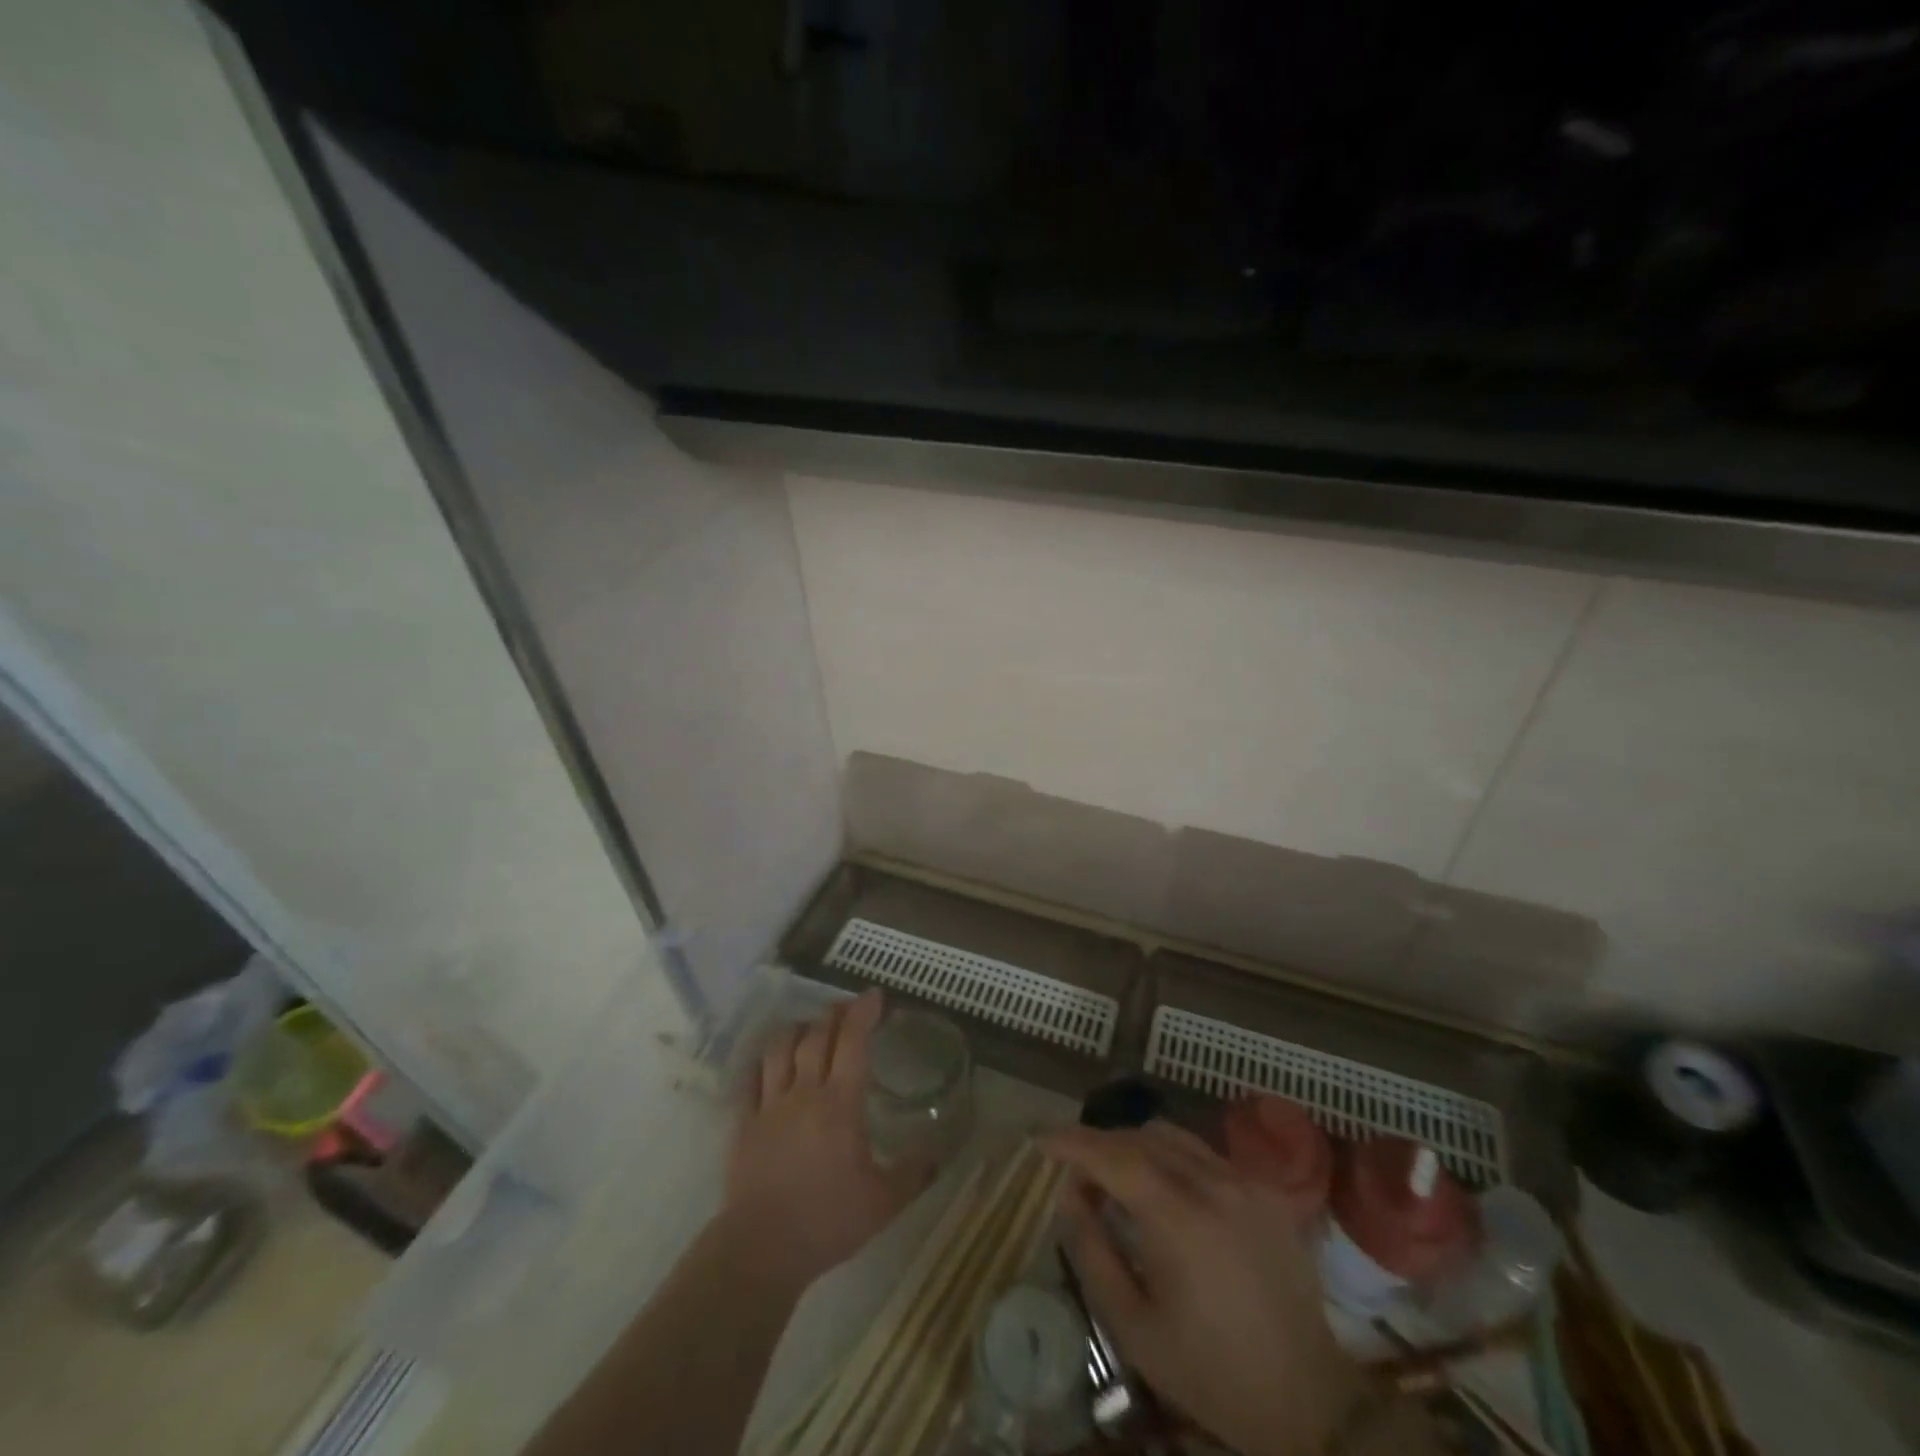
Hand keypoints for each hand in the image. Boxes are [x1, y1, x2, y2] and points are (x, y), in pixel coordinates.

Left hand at [722, 991, 929, 1289]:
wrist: (761, 1250)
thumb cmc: (827, 1222)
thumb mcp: (884, 1203)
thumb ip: (913, 1173)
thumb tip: (938, 1154)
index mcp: (841, 1104)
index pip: (854, 1042)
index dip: (864, 1012)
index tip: (875, 996)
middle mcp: (804, 1092)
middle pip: (816, 1036)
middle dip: (834, 1014)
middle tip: (847, 1007)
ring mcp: (769, 1105)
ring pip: (779, 1048)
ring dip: (797, 1030)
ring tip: (809, 1028)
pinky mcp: (743, 1122)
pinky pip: (750, 1078)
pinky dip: (763, 1062)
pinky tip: (771, 1062)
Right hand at [1042, 1121, 1365, 1455]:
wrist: (1310, 1403)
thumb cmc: (1211, 1373)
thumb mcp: (1134, 1327)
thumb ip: (1092, 1251)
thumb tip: (1068, 1194)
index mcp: (1178, 1217)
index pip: (1111, 1154)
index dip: (1071, 1141)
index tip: (1041, 1140)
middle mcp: (1213, 1183)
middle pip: (1140, 1137)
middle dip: (1100, 1146)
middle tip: (1076, 1176)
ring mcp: (1245, 1182)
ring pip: (1173, 1136)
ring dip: (1135, 1145)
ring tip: (1117, 1178)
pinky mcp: (1267, 1191)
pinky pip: (1205, 1153)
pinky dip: (1172, 1157)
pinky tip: (1166, 1190)